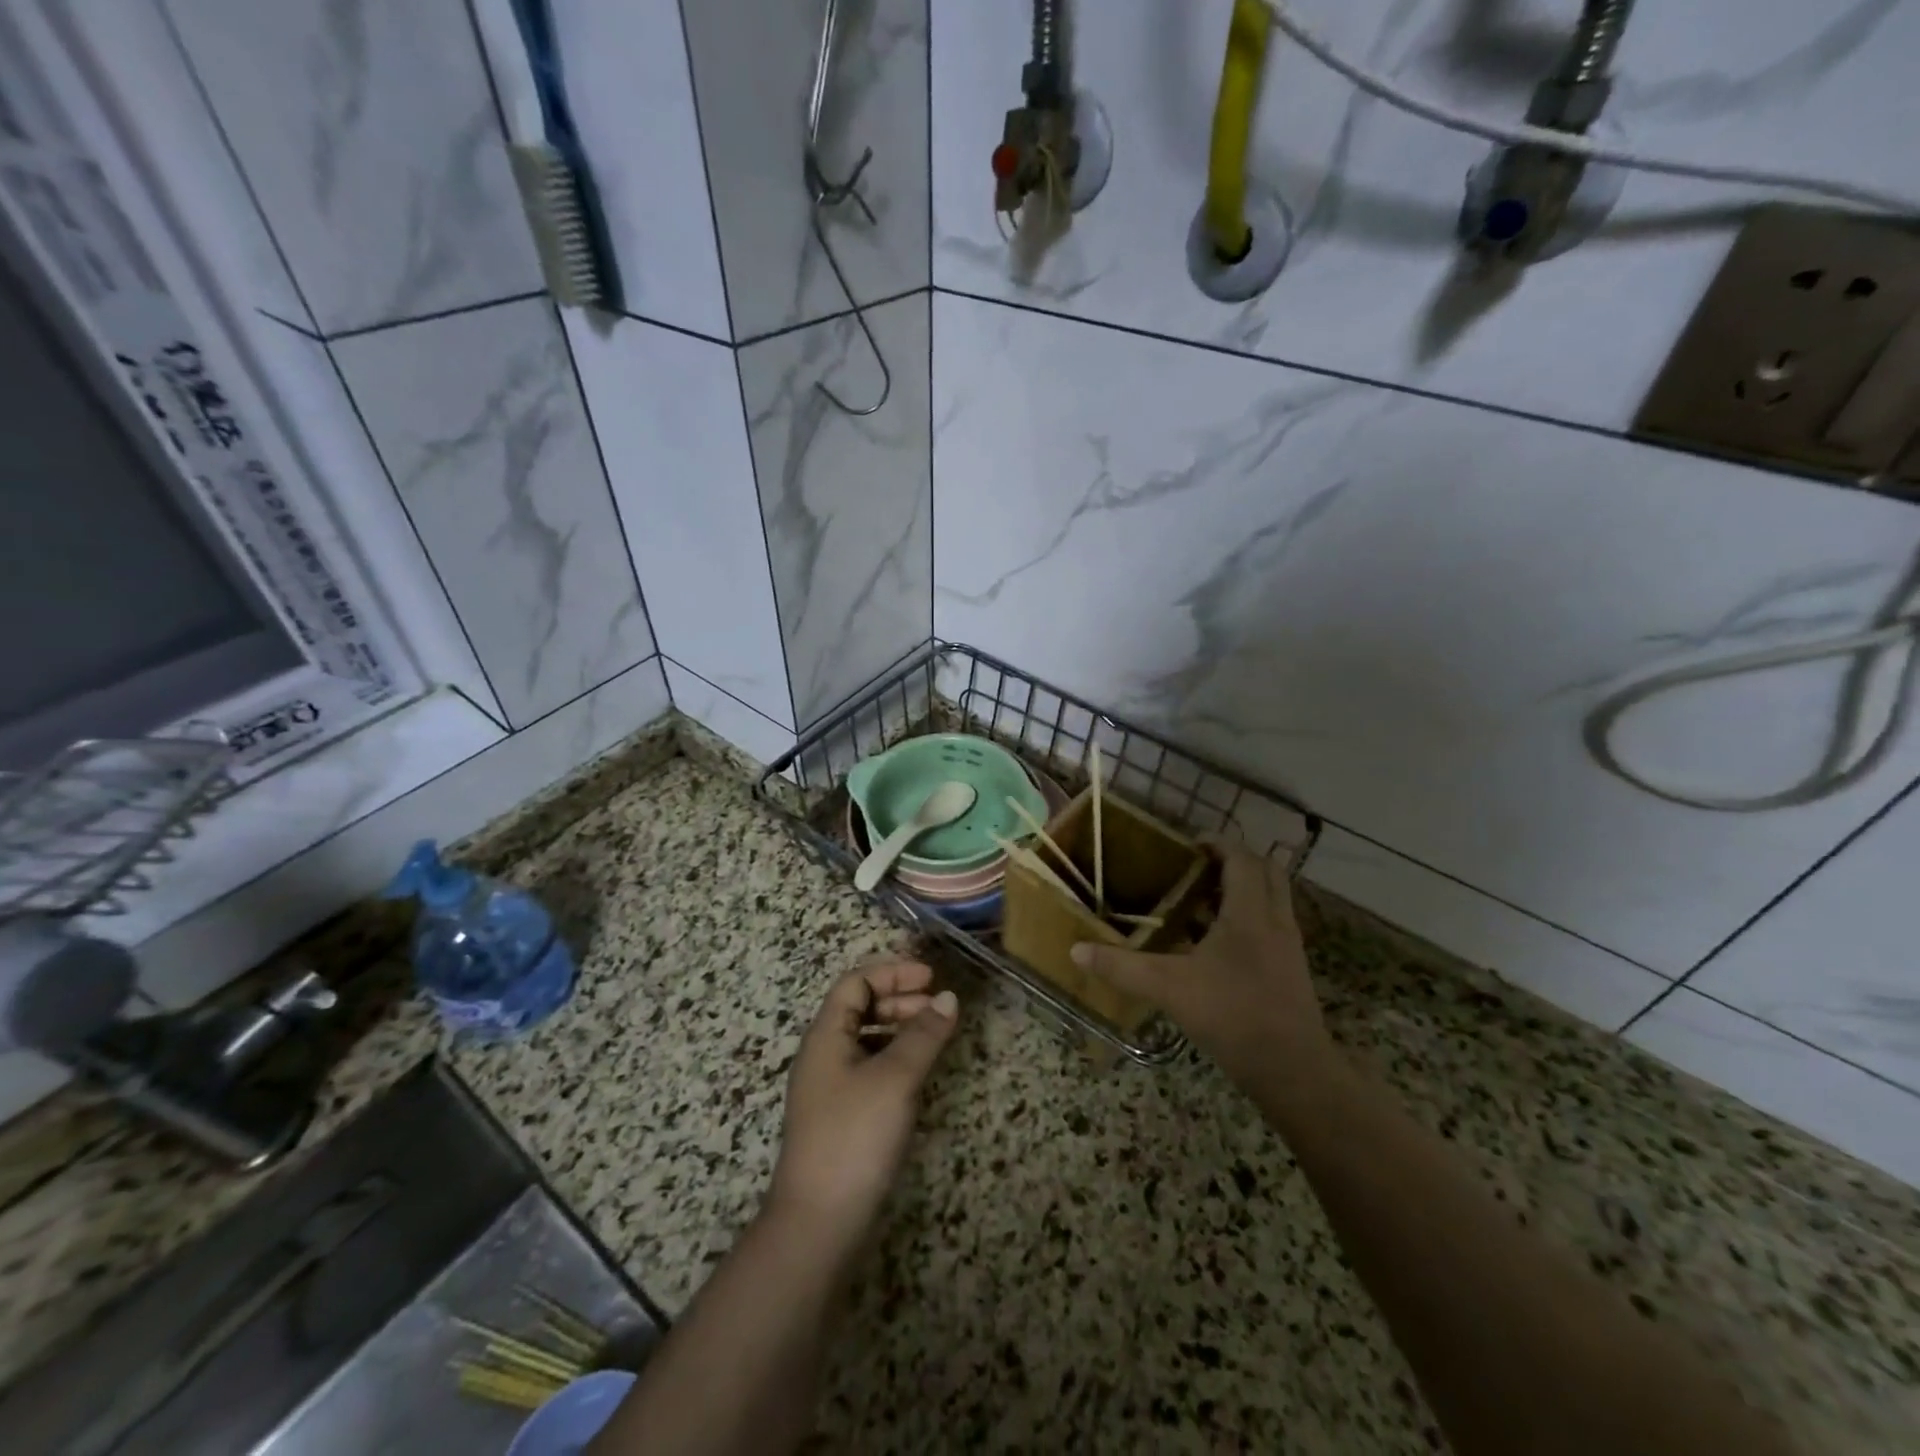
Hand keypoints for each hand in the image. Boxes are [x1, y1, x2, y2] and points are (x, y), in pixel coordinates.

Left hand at [766, 957, 958, 1246]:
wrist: (819, 1223)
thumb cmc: (854, 1136)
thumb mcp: (895, 1078)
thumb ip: (923, 1034)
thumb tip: (948, 997)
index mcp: (826, 1036)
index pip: (855, 983)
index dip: (892, 972)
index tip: (930, 978)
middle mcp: (824, 1055)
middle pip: (860, 1008)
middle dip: (899, 999)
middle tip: (938, 1008)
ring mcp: (831, 1088)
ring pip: (866, 1039)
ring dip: (899, 1029)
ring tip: (934, 1037)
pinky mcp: (842, 1117)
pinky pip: (870, 1068)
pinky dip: (896, 1059)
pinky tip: (918, 1074)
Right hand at [1072, 844, 1331, 1091]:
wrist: (1292, 1069)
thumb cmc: (1232, 1014)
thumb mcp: (1168, 988)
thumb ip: (1122, 967)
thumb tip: (1077, 950)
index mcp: (1249, 912)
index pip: (1241, 858)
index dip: (1218, 844)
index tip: (1187, 845)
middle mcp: (1275, 920)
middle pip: (1266, 871)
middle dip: (1234, 862)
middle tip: (1197, 868)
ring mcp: (1288, 946)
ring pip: (1272, 899)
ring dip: (1242, 890)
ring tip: (1201, 900)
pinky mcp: (1290, 969)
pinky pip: (1271, 926)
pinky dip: (1247, 919)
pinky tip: (1215, 943)